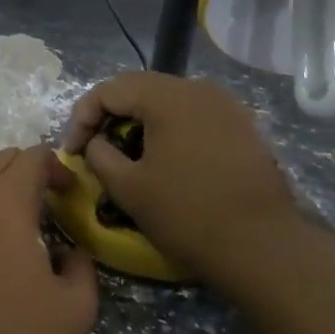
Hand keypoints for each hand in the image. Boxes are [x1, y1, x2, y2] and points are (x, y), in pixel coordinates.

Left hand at [0, 147, 98, 333]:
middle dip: (28, 173)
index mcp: (4, 201)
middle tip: (47, 207)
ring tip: (13, 226)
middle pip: (0, 161)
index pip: (33, 156)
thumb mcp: (72, 313)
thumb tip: (71, 253)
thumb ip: (83, 271)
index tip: (71, 195)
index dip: (58, 168)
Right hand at [61, 73, 302, 286]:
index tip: (72, 152)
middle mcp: (198, 88)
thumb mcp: (128, 188)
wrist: (262, 245)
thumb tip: (96, 142)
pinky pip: (195, 116)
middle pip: (140, 88)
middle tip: (94, 148)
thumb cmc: (187, 214)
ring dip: (141, 122)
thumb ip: (100, 155)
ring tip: (128, 155)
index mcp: (167, 96)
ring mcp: (226, 105)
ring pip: (169, 101)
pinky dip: (171, 130)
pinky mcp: (242, 126)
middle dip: (110, 115)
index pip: (109, 89)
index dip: (82, 117)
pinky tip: (166, 159)